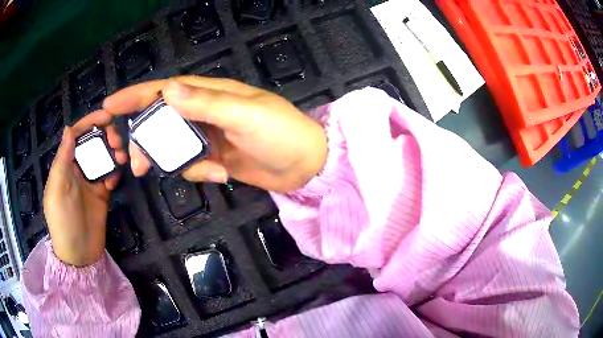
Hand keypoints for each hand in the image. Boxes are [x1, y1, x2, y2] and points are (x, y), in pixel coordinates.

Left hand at [43, 111, 126, 266]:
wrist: (80, 254)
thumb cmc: (63, 220)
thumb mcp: (57, 188)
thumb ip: (63, 158)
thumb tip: (69, 128)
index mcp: (65, 163)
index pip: (77, 134)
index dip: (91, 121)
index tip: (108, 115)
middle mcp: (78, 167)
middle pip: (93, 141)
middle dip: (105, 135)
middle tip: (116, 140)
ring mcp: (90, 180)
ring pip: (103, 155)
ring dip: (113, 151)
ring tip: (121, 156)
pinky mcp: (102, 193)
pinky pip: (110, 174)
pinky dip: (115, 171)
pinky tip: (116, 177)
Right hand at [103, 76, 326, 191]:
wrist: (305, 165)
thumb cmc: (281, 133)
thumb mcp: (245, 115)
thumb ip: (206, 103)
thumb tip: (168, 90)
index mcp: (209, 94)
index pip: (164, 90)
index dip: (135, 96)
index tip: (108, 106)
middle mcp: (204, 112)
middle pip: (160, 121)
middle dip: (143, 138)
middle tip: (134, 161)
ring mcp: (208, 136)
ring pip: (172, 146)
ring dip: (169, 160)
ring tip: (190, 171)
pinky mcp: (214, 158)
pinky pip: (191, 165)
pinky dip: (198, 172)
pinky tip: (219, 175)